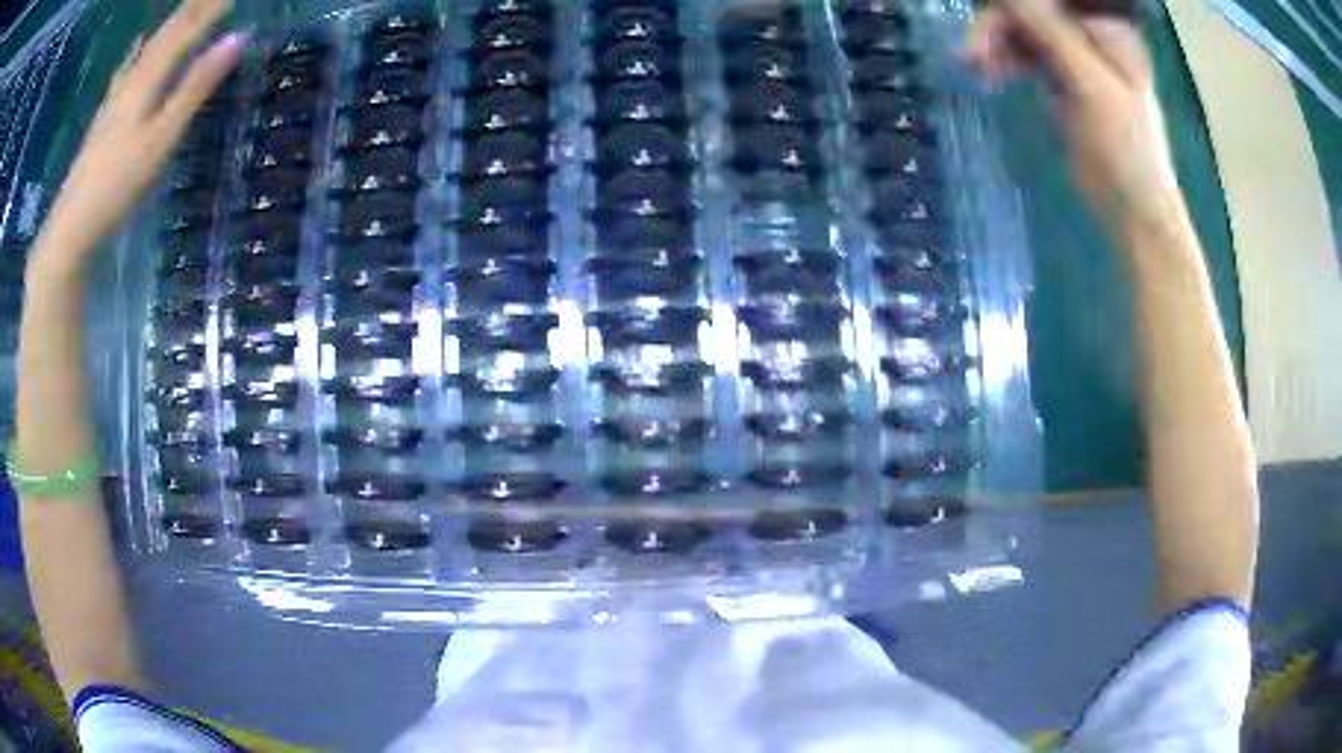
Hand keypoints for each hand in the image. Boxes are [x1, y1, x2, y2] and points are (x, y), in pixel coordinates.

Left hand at [30, 0, 243, 278]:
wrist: (71, 225)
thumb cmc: (118, 183)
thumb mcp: (162, 136)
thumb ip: (197, 86)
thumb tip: (238, 39)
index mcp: (149, 77)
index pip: (188, 30)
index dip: (213, 8)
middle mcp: (133, 77)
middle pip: (167, 32)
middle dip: (193, 7)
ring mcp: (115, 97)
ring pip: (148, 47)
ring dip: (170, 23)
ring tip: (186, 5)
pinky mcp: (104, 116)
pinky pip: (125, 70)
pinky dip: (136, 51)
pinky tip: (137, 44)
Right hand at [964, 0, 1181, 228]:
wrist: (1133, 208)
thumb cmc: (1126, 149)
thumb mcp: (1090, 84)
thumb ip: (1050, 31)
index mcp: (1106, 27)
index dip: (1014, 6)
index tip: (987, 25)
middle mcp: (1089, 33)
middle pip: (1032, 11)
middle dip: (999, 25)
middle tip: (973, 53)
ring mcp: (1075, 55)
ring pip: (1023, 30)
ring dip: (996, 43)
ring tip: (974, 66)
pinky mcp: (1062, 78)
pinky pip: (1025, 54)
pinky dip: (1005, 59)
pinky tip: (988, 72)